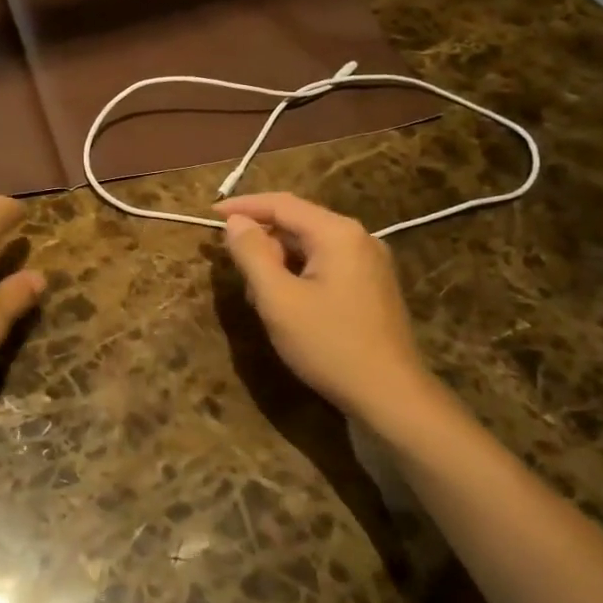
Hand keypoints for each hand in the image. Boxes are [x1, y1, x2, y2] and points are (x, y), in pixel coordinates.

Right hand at [216, 193, 435, 432]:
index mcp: (337, 233)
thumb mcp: (278, 299)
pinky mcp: (371, 287)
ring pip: (309, 247)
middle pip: (297, 223)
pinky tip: (286, 305)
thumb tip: (235, 222)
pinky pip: (325, 265)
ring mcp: (369, 263)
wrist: (392, 398)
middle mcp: (358, 238)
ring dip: (278, 262)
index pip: (281, 203)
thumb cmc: (330, 344)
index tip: (210, 215)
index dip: (243, 206)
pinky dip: (298, 275)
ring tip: (258, 296)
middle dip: (262, 242)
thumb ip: (252, 253)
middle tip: (235, 271)